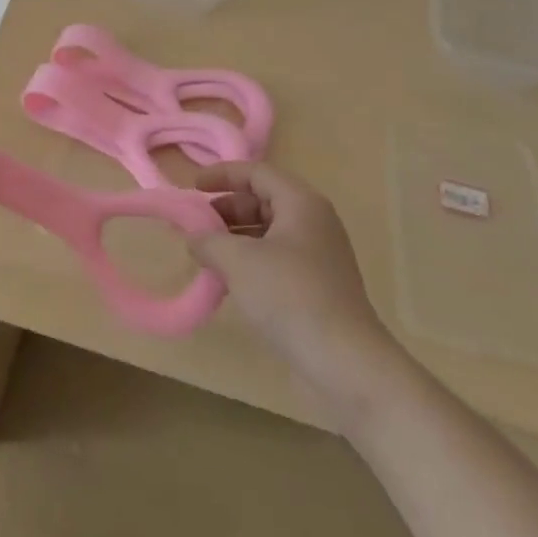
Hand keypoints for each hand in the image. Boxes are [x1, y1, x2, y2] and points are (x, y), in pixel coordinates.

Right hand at [189, 161, 397, 406]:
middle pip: (263, 200)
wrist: (345, 363)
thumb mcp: (239, 261)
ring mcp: (318, 257)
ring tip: (206, 255)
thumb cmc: (290, 296)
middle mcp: (314, 223)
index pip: (257, 173)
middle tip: (196, 226)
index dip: (222, 175)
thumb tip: (194, 237)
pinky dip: (250, 262)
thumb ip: (209, 241)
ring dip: (236, 239)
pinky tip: (229, 283)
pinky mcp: (318, 287)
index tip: (192, 187)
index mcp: (301, 203)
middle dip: (226, 209)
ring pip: (269, 233)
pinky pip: (277, 260)